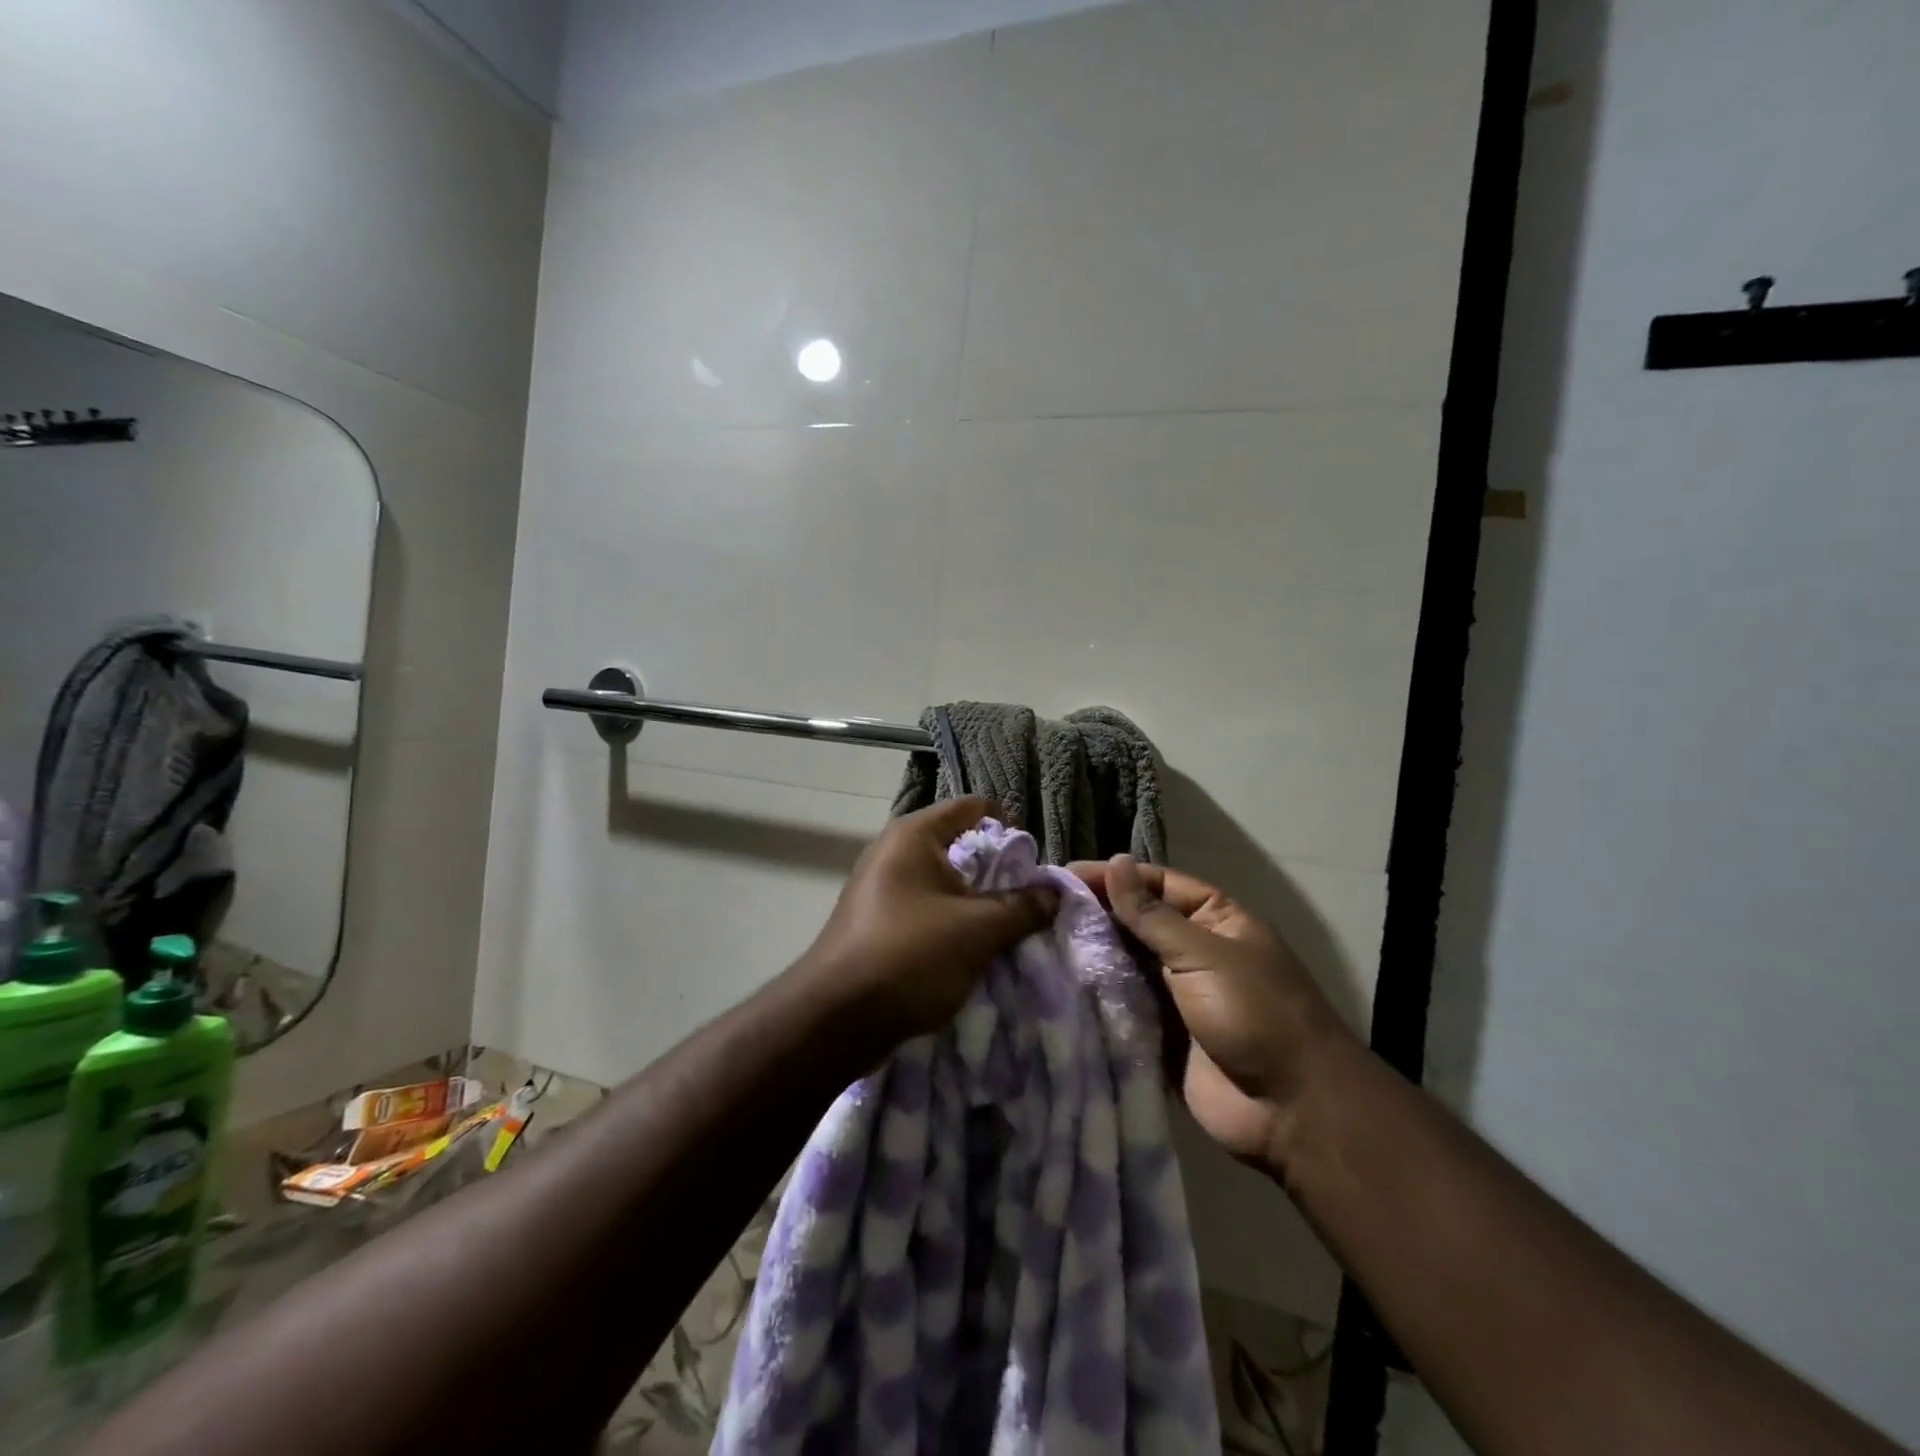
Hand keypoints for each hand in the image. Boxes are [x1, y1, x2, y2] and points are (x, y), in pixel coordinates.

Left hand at [798, 797, 1059, 1050]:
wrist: (836, 1018)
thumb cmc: (911, 955)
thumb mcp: (979, 930)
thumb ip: (1023, 907)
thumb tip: (1054, 893)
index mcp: (914, 835)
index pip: (972, 807)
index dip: (1008, 826)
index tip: (1032, 862)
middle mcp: (892, 851)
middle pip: (958, 845)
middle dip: (996, 871)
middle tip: (1025, 900)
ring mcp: (879, 887)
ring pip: (942, 882)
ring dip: (975, 902)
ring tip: (1004, 929)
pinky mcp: (874, 921)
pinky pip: (923, 909)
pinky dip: (950, 922)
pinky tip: (969, 951)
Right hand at [1071, 855, 1354, 1175]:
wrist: (1291, 1110)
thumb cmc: (1255, 1014)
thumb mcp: (1204, 953)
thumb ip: (1151, 914)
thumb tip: (1115, 861)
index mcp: (1214, 920)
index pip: (1156, 883)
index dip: (1113, 877)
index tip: (1062, 876)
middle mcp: (1191, 951)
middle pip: (1135, 923)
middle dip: (1094, 915)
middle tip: (1039, 909)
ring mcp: (1173, 994)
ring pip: (1123, 964)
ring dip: (1089, 955)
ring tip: (1036, 943)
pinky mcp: (1157, 1034)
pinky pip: (1120, 1007)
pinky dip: (1094, 997)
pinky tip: (1054, 985)